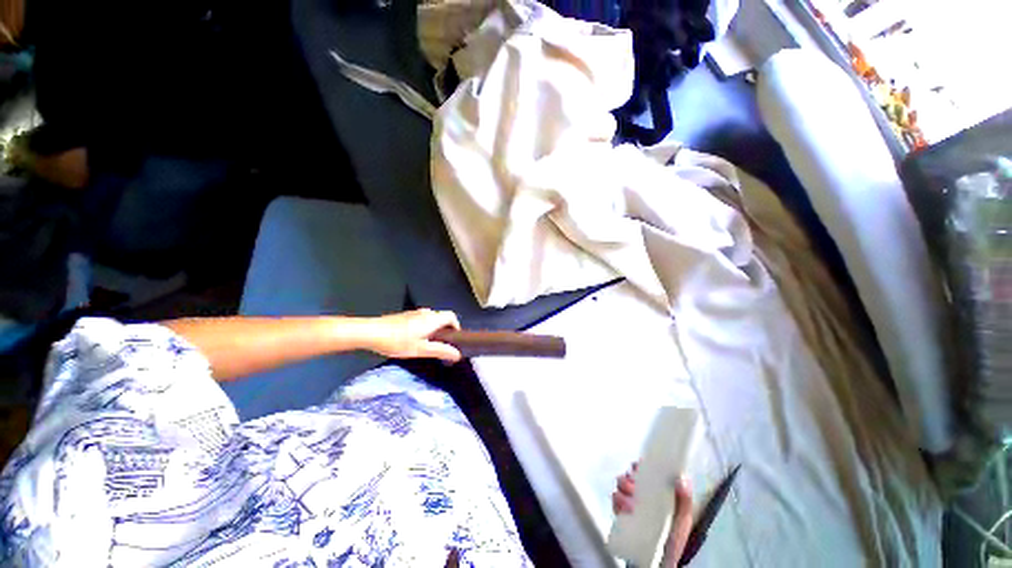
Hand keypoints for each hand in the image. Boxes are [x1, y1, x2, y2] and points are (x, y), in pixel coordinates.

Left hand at [364, 309, 461, 362]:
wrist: (370, 332)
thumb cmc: (398, 341)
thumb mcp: (421, 349)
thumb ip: (441, 351)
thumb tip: (458, 354)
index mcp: (432, 319)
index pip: (452, 316)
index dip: (456, 326)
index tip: (454, 340)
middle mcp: (425, 313)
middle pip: (442, 317)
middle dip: (444, 330)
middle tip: (440, 345)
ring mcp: (413, 313)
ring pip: (430, 319)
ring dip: (433, 329)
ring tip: (426, 345)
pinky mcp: (404, 316)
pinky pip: (420, 320)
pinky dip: (423, 328)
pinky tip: (412, 341)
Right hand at [613, 463, 693, 567]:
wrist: (661, 563)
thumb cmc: (673, 539)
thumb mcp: (683, 519)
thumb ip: (684, 500)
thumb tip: (681, 478)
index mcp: (653, 491)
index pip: (641, 470)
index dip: (637, 466)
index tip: (637, 468)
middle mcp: (639, 494)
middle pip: (627, 477)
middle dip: (627, 480)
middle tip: (633, 489)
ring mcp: (629, 504)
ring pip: (619, 488)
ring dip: (622, 492)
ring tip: (630, 504)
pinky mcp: (621, 515)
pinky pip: (614, 503)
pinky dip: (617, 503)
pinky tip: (624, 510)